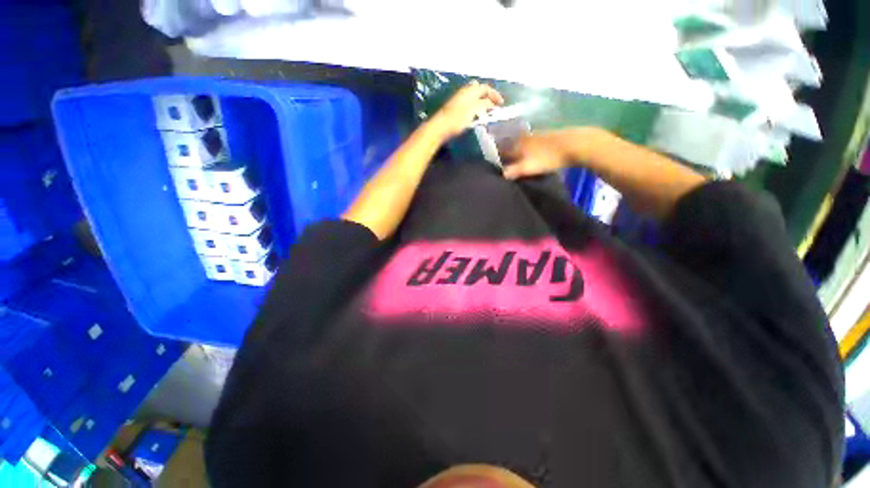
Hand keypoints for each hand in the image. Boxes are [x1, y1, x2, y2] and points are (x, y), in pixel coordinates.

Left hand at [428, 81, 504, 140]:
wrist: (440, 127)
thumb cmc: (458, 118)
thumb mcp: (474, 110)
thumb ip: (484, 105)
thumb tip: (491, 103)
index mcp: (470, 90)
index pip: (486, 88)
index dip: (495, 95)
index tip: (501, 104)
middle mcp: (465, 92)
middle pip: (480, 91)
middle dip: (489, 97)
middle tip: (495, 107)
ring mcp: (459, 100)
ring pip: (474, 98)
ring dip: (482, 103)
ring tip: (487, 113)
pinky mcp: (455, 109)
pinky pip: (470, 105)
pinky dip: (476, 108)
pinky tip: (476, 117)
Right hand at [502, 131, 575, 179]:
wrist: (575, 144)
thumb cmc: (549, 157)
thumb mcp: (528, 167)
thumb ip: (513, 171)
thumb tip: (501, 175)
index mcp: (518, 143)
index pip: (503, 150)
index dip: (498, 158)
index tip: (497, 166)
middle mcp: (525, 137)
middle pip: (512, 146)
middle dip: (508, 154)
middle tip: (507, 165)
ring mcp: (537, 135)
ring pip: (523, 144)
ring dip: (519, 152)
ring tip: (519, 162)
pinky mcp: (548, 135)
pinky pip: (533, 143)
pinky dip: (529, 150)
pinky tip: (533, 156)